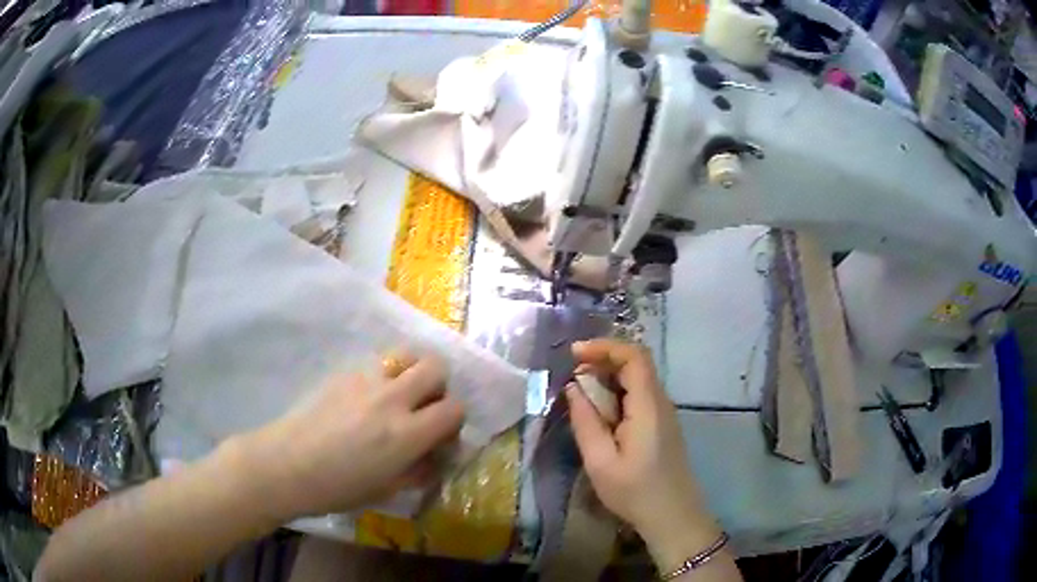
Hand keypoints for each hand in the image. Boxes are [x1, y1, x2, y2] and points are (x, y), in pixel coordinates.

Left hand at [241, 354, 464, 519]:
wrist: (287, 464)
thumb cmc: (338, 487)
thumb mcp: (387, 489)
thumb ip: (419, 469)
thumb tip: (435, 457)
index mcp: (407, 433)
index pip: (454, 408)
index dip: (454, 420)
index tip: (441, 433)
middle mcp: (392, 398)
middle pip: (435, 366)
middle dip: (438, 385)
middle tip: (423, 406)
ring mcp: (365, 379)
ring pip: (405, 354)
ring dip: (411, 370)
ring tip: (398, 393)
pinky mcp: (343, 372)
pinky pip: (375, 364)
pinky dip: (382, 376)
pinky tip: (363, 400)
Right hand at [566, 339, 717, 555]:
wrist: (672, 515)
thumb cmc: (635, 492)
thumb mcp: (600, 461)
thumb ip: (585, 421)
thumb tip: (573, 388)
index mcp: (648, 406)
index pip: (634, 356)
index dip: (604, 346)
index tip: (574, 353)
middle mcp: (660, 401)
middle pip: (636, 363)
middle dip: (602, 359)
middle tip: (571, 373)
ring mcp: (663, 412)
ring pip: (637, 378)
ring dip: (607, 376)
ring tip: (579, 391)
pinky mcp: (661, 424)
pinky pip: (638, 395)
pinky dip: (616, 392)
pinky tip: (599, 410)